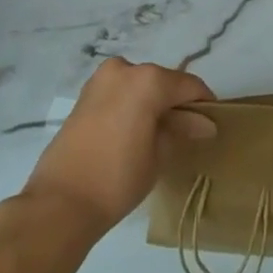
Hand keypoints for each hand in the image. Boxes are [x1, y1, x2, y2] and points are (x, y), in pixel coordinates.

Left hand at [20, 57, 214, 235]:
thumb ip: (182, 130)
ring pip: (139, 85)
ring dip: (153, 103)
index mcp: (147, 79)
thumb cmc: (118, 178)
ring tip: (161, 134)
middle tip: (188, 131)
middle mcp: (124, 69)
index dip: (204, 103)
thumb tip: (204, 123)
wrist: (60, 203)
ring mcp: (100, 79)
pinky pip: (120, 92)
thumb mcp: (159, 155)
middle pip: (162, 81)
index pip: (188, 85)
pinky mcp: (84, 95)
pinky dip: (132, 105)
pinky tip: (137, 131)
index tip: (213, 122)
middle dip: (176, 103)